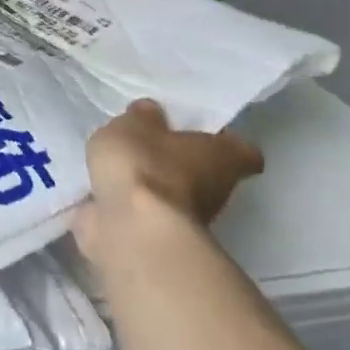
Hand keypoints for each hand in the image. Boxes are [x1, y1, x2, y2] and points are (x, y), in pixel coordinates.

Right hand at [71, 99, 263, 265]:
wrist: (131, 228)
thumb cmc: (144, 166)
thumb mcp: (134, 125)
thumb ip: (142, 117)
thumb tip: (152, 112)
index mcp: (224, 157)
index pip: (242, 150)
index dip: (224, 141)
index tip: (200, 133)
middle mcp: (219, 190)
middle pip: (207, 172)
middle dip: (181, 162)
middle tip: (150, 145)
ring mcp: (191, 219)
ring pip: (176, 194)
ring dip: (154, 185)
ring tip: (121, 168)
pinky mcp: (161, 236)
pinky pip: (147, 212)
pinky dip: (132, 204)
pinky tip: (107, 191)